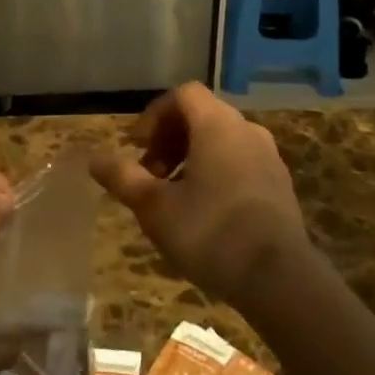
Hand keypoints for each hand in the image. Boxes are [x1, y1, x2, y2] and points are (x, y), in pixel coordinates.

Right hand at [91, 82, 308, 304]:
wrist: (280, 278)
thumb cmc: (210, 232)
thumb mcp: (155, 207)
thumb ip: (123, 177)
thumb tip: (93, 158)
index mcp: (217, 124)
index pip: (182, 95)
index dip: (155, 114)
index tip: (137, 146)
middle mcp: (246, 129)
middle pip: (202, 116)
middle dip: (170, 139)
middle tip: (150, 173)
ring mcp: (268, 157)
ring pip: (222, 141)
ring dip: (192, 157)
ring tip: (174, 195)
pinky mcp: (280, 185)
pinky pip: (241, 162)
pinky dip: (217, 172)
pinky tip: (206, 212)